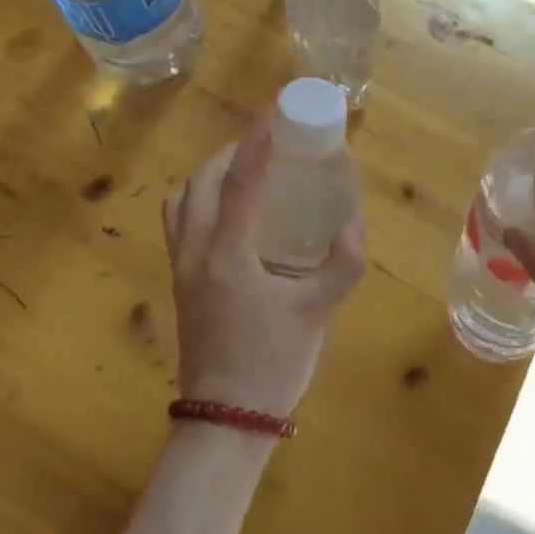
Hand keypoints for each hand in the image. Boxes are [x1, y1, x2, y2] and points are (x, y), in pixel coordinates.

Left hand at [161, 118, 366, 418]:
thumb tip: (356, 221)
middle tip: (267, 145)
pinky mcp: (178, 282)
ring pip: (182, 199)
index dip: (258, 142)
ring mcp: (181, 267)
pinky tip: (228, 212)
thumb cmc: (273, 363)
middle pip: (201, 181)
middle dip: (232, 153)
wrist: (225, 422)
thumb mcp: (319, 311)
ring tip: (244, 171)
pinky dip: (198, 199)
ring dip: (209, 174)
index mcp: (229, 256)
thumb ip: (343, 263)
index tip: (274, 111)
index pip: (240, 182)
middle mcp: (196, 252)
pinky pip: (179, 221)